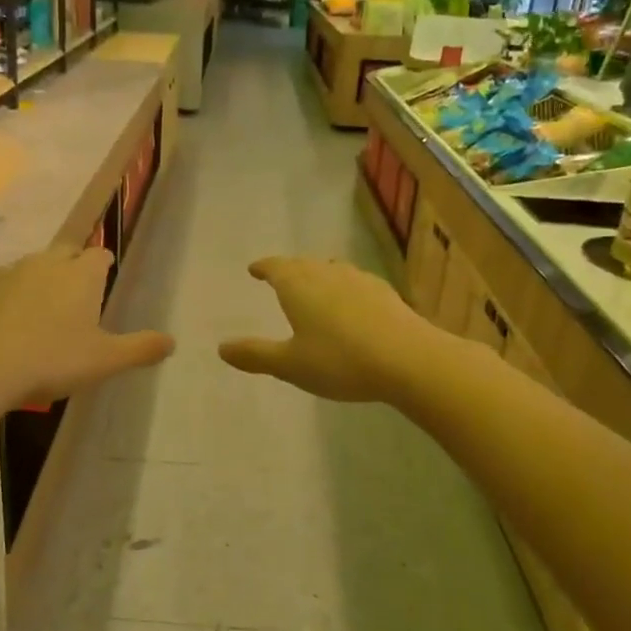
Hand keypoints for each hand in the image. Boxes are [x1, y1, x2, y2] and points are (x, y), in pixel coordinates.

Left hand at [0, 246, 173, 406]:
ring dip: (41, 280)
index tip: (105, 279)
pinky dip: (11, 295)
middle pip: (67, 252)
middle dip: (74, 267)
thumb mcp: (105, 360)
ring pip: (33, 266)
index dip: (105, 265)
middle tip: (76, 297)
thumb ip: (140, 349)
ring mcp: (11, 272)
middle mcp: (47, 263)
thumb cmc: (52, 359)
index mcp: (81, 275)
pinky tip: (9, 321)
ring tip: (42, 311)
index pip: (100, 255)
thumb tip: (172, 342)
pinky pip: (4, 283)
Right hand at [219, 257, 441, 403]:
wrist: (408, 359)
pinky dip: (344, 288)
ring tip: (314, 286)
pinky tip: (351, 304)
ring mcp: (359, 280)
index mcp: (299, 286)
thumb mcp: (290, 365)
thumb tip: (221, 348)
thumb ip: (255, 355)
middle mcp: (327, 274)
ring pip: (332, 270)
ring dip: (318, 275)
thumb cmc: (340, 361)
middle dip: (289, 269)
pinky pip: (355, 283)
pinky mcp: (385, 293)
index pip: (276, 267)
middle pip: (303, 264)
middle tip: (280, 277)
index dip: (263, 267)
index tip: (254, 268)